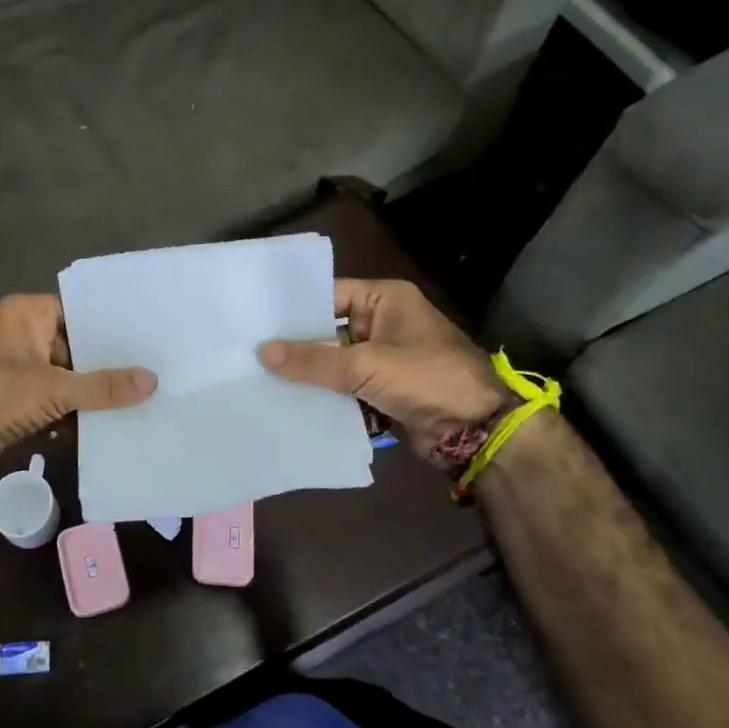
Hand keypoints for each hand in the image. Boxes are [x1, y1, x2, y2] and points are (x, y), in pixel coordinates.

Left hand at [0, 295, 156, 482]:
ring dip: (91, 392)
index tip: (145, 334)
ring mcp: (17, 370)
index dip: (109, 325)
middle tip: (152, 368)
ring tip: (140, 397)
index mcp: (26, 314)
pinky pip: (54, 401)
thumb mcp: (56, 387)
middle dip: (106, 363)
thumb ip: (104, 386)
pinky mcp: (16, 401)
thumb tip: (152, 381)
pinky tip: (109, 424)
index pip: (77, 310)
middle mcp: (21, 335)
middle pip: (75, 346)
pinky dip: (73, 413)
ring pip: (66, 377)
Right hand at [259, 278, 505, 460]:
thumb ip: (315, 361)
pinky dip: (324, 394)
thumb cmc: (428, 379)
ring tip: (259, 378)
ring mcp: (384, 358)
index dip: (295, 310)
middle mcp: (383, 323)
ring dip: (308, 374)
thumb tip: (263, 353)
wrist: (479, 431)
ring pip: (334, 362)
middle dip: (296, 345)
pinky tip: (288, 401)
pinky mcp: (383, 389)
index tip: (256, 321)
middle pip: (329, 330)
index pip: (328, 296)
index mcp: (385, 300)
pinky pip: (345, 386)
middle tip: (249, 351)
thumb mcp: (367, 366)